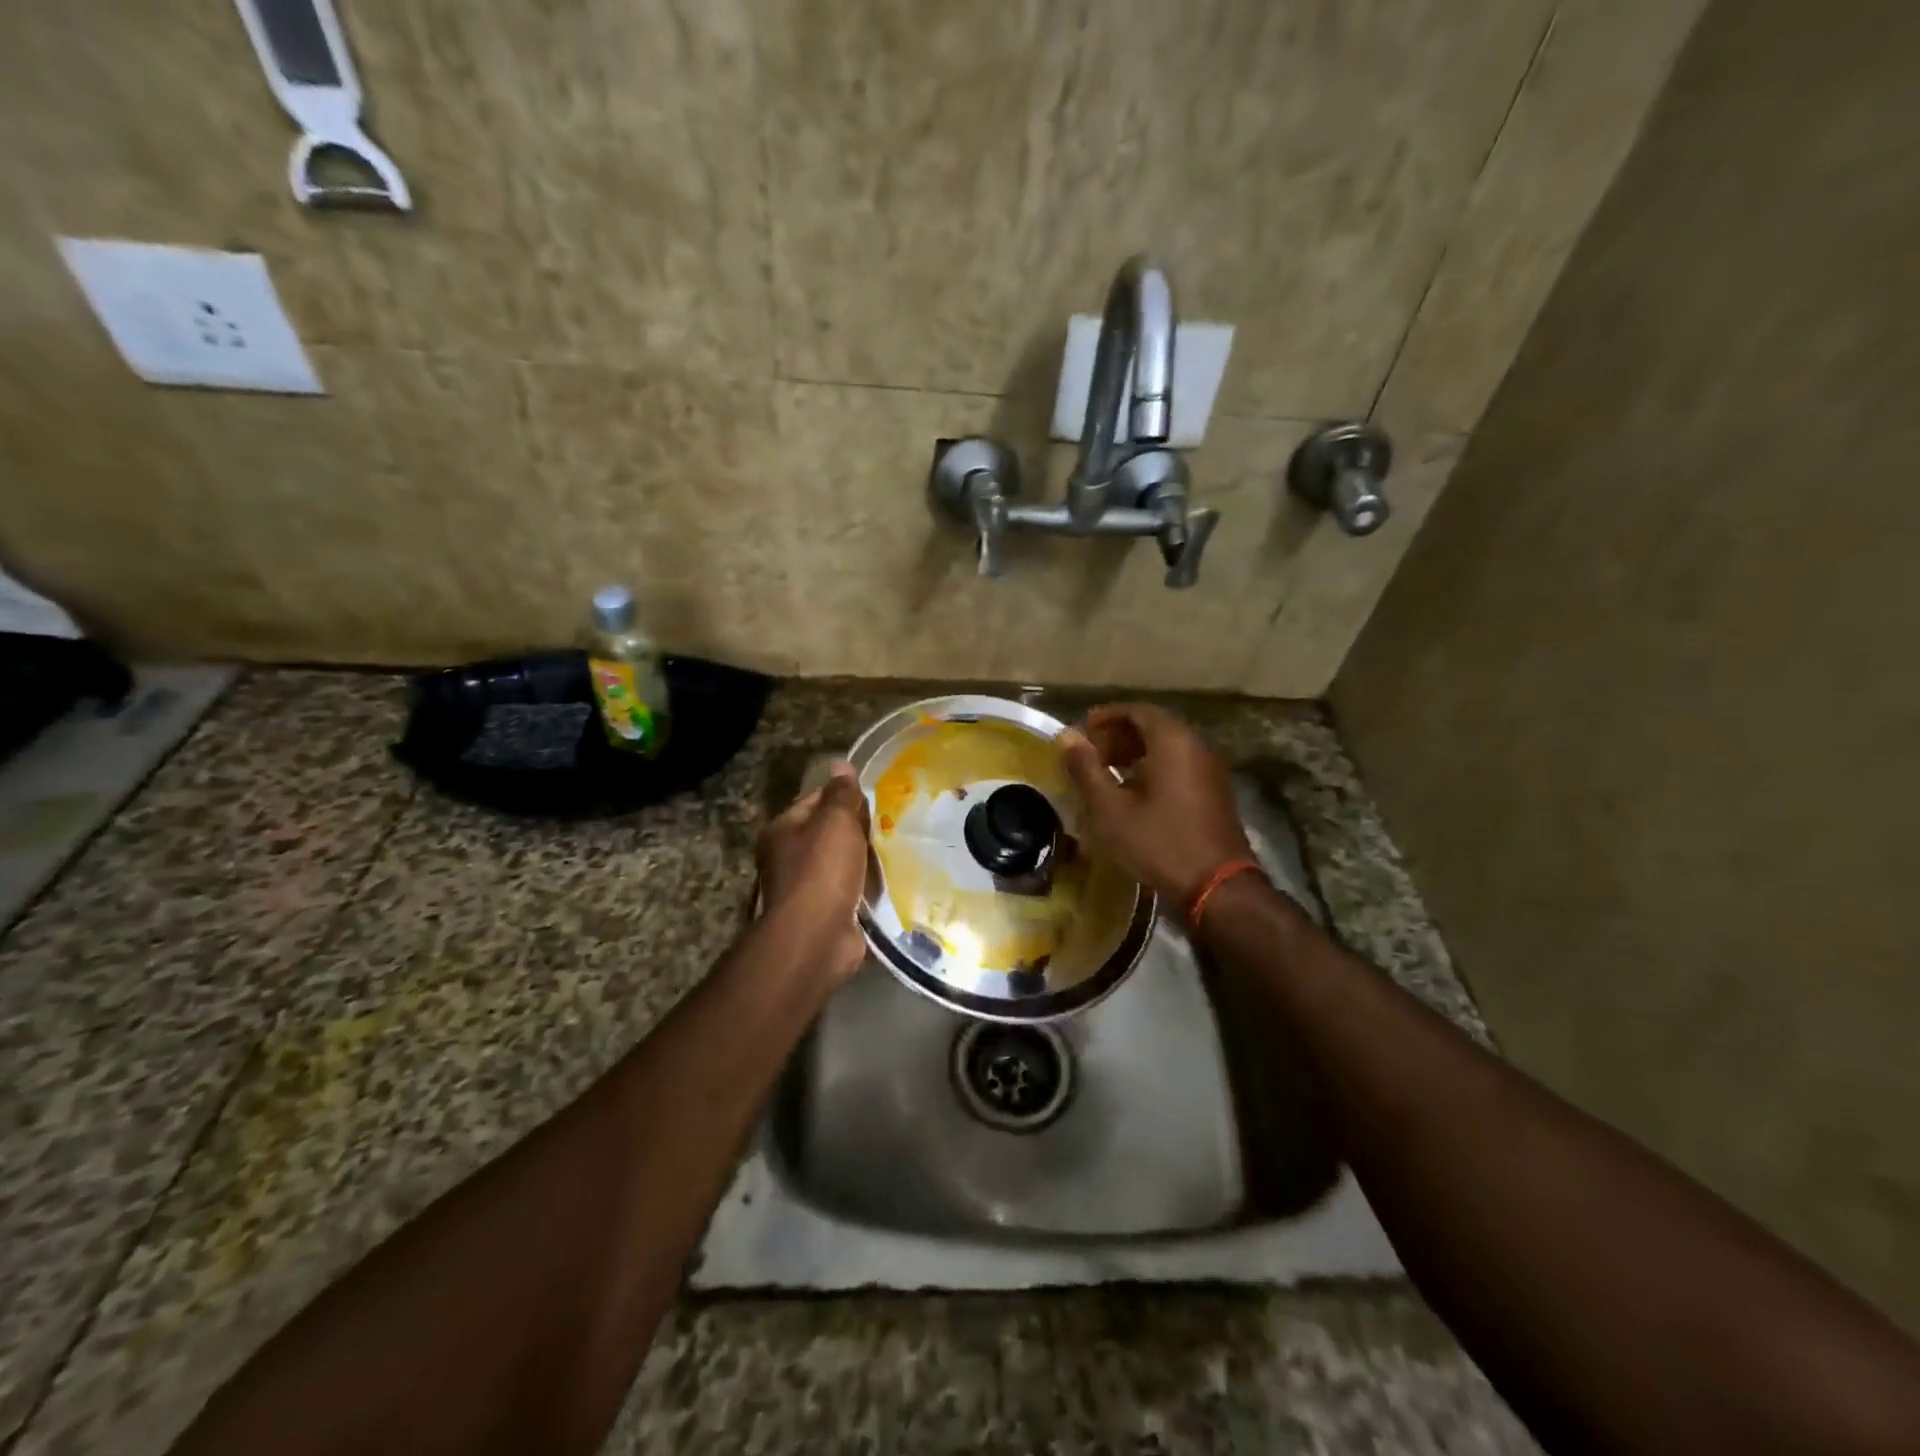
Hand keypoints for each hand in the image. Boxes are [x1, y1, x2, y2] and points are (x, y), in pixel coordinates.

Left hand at [755, 763, 871, 983]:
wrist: (815, 939)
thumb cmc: (821, 872)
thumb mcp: (835, 822)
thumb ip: (841, 794)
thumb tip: (841, 765)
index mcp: (783, 830)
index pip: (815, 799)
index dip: (843, 794)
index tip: (874, 796)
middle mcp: (787, 858)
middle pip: (827, 833)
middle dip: (857, 829)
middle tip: (891, 823)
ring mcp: (804, 889)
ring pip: (841, 863)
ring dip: (864, 860)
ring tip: (896, 850)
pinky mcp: (824, 914)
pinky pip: (850, 892)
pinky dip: (865, 888)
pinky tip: (887, 882)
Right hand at [1059, 703, 1251, 907]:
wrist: (1217, 886)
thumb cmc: (1159, 842)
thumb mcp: (1111, 809)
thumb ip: (1086, 769)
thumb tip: (1067, 738)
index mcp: (1172, 741)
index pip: (1136, 710)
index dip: (1105, 718)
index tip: (1080, 734)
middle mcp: (1195, 746)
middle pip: (1152, 726)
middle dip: (1117, 736)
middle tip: (1089, 757)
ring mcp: (1209, 769)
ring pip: (1166, 747)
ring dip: (1133, 754)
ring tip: (1105, 775)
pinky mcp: (1213, 792)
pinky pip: (1178, 765)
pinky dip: (1151, 768)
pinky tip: (1131, 794)